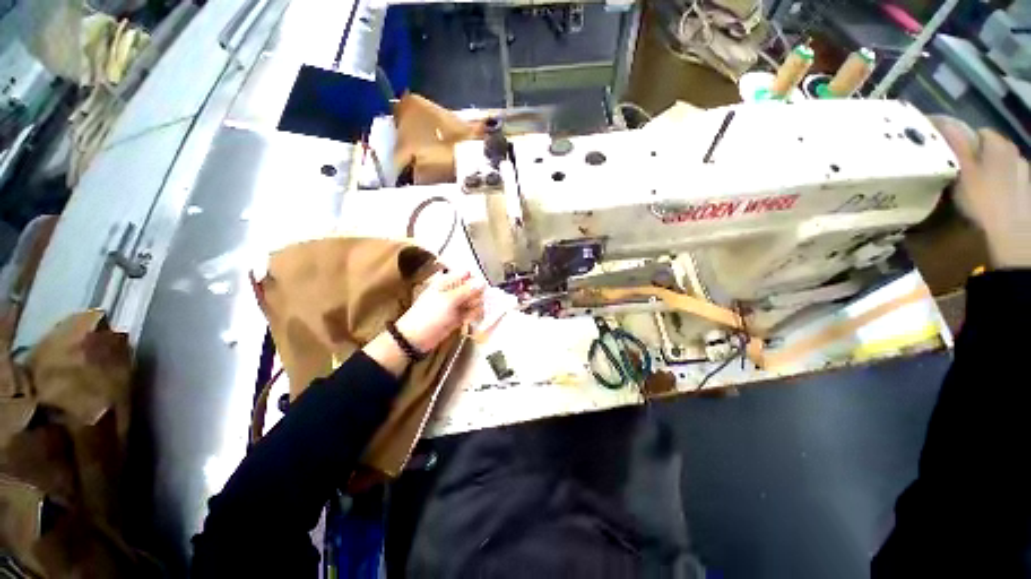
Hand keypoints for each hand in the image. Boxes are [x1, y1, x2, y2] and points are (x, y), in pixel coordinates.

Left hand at [396, 270, 485, 352]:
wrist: (418, 338)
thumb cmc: (430, 314)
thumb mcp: (449, 299)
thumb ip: (467, 290)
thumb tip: (483, 281)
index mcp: (448, 282)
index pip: (467, 275)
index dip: (475, 280)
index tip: (480, 289)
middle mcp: (454, 291)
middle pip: (474, 288)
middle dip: (476, 296)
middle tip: (470, 304)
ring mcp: (457, 304)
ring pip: (475, 301)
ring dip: (475, 308)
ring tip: (467, 315)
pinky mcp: (460, 316)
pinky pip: (473, 312)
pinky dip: (473, 316)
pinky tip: (467, 320)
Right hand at [931, 116, 1030, 268]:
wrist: (1011, 240)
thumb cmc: (984, 203)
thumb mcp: (963, 173)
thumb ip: (954, 145)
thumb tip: (941, 122)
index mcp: (999, 145)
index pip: (978, 133)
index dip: (962, 141)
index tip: (948, 156)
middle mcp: (1016, 154)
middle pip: (992, 150)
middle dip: (978, 158)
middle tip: (960, 175)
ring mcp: (1025, 176)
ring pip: (1002, 167)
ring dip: (990, 174)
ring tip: (976, 190)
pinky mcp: (1027, 196)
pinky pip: (1010, 184)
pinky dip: (1000, 189)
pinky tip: (992, 203)